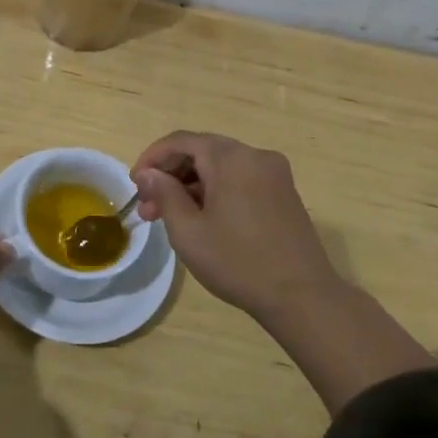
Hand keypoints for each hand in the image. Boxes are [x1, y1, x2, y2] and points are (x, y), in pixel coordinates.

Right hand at [132, 131, 340, 318]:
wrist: (303, 297)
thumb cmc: (238, 262)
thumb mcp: (188, 231)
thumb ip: (164, 194)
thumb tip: (147, 173)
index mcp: (231, 158)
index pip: (181, 141)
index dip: (152, 158)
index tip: (134, 183)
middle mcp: (255, 156)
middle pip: (202, 151)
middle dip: (171, 175)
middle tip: (149, 208)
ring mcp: (273, 174)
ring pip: (220, 167)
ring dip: (191, 186)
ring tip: (169, 218)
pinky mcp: (283, 194)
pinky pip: (239, 180)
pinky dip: (215, 192)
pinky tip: (202, 219)